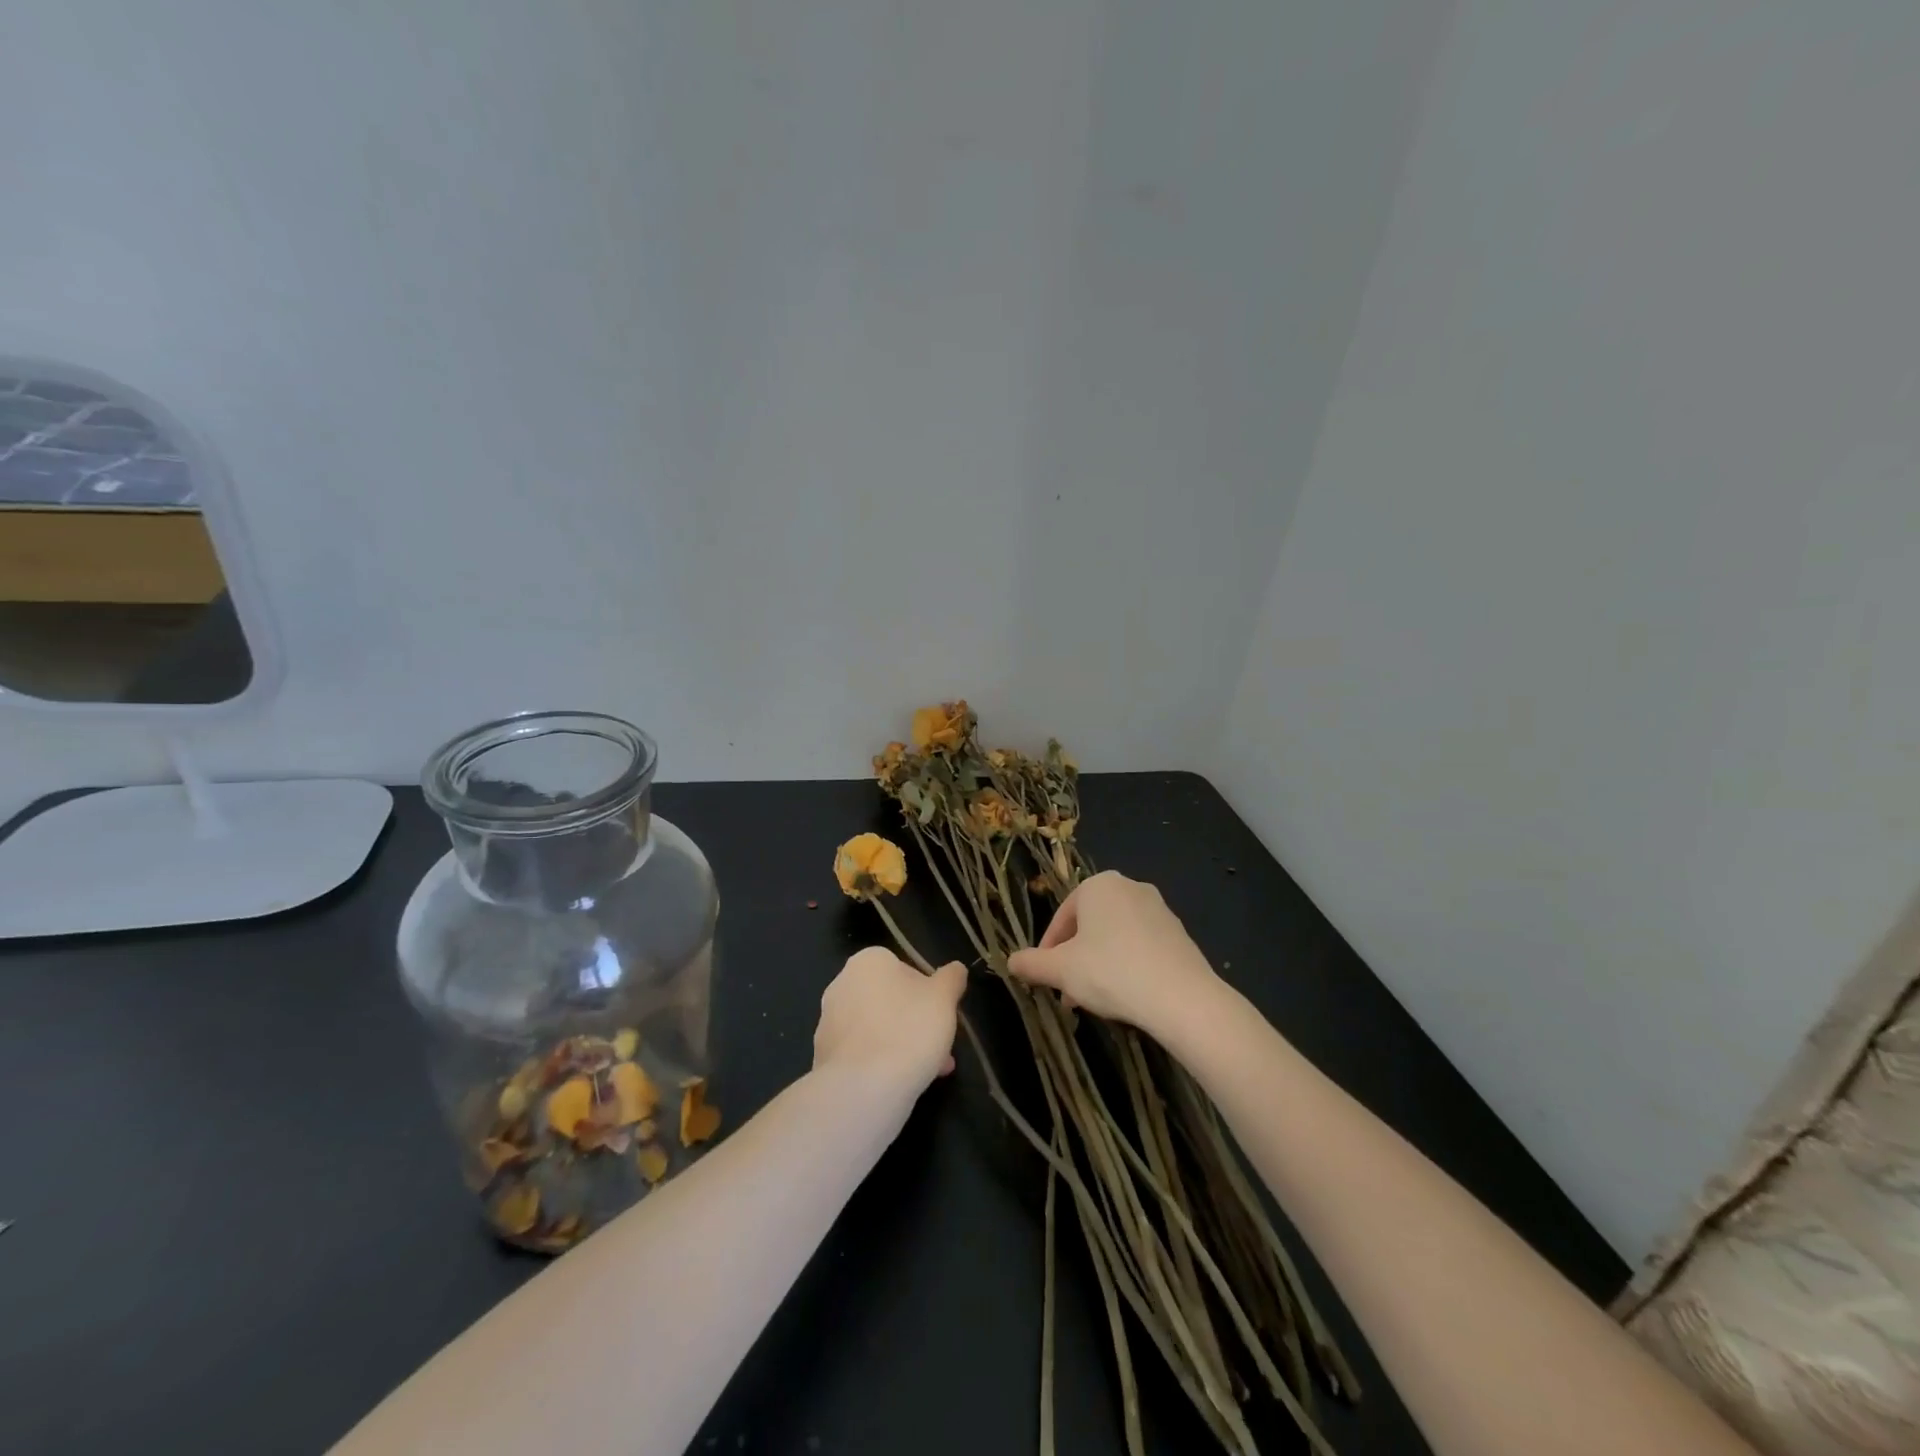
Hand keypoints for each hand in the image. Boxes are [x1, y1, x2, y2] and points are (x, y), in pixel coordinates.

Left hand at [812, 947, 965, 1092]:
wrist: (863, 1087)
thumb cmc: (909, 1029)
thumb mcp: (944, 998)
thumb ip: (951, 978)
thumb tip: (955, 969)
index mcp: (869, 960)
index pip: (906, 970)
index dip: (929, 995)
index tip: (943, 1018)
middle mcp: (842, 983)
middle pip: (890, 1000)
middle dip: (916, 1023)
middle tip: (940, 1048)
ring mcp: (828, 1020)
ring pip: (876, 1028)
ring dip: (901, 1044)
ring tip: (929, 1072)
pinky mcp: (822, 1054)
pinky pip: (861, 1053)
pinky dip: (879, 1063)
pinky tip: (900, 1084)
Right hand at [1007, 871, 1219, 1034]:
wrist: (1181, 997)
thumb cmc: (1111, 972)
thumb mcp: (1061, 970)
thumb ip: (1032, 964)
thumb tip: (1009, 961)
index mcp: (1098, 885)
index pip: (1062, 917)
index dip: (1048, 950)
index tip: (1044, 978)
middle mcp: (1129, 887)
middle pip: (1089, 926)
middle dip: (1074, 960)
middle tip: (1067, 993)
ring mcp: (1159, 909)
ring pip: (1115, 937)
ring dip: (1098, 965)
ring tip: (1093, 1001)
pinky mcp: (1179, 933)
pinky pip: (1141, 946)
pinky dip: (1127, 966)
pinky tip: (1125, 996)